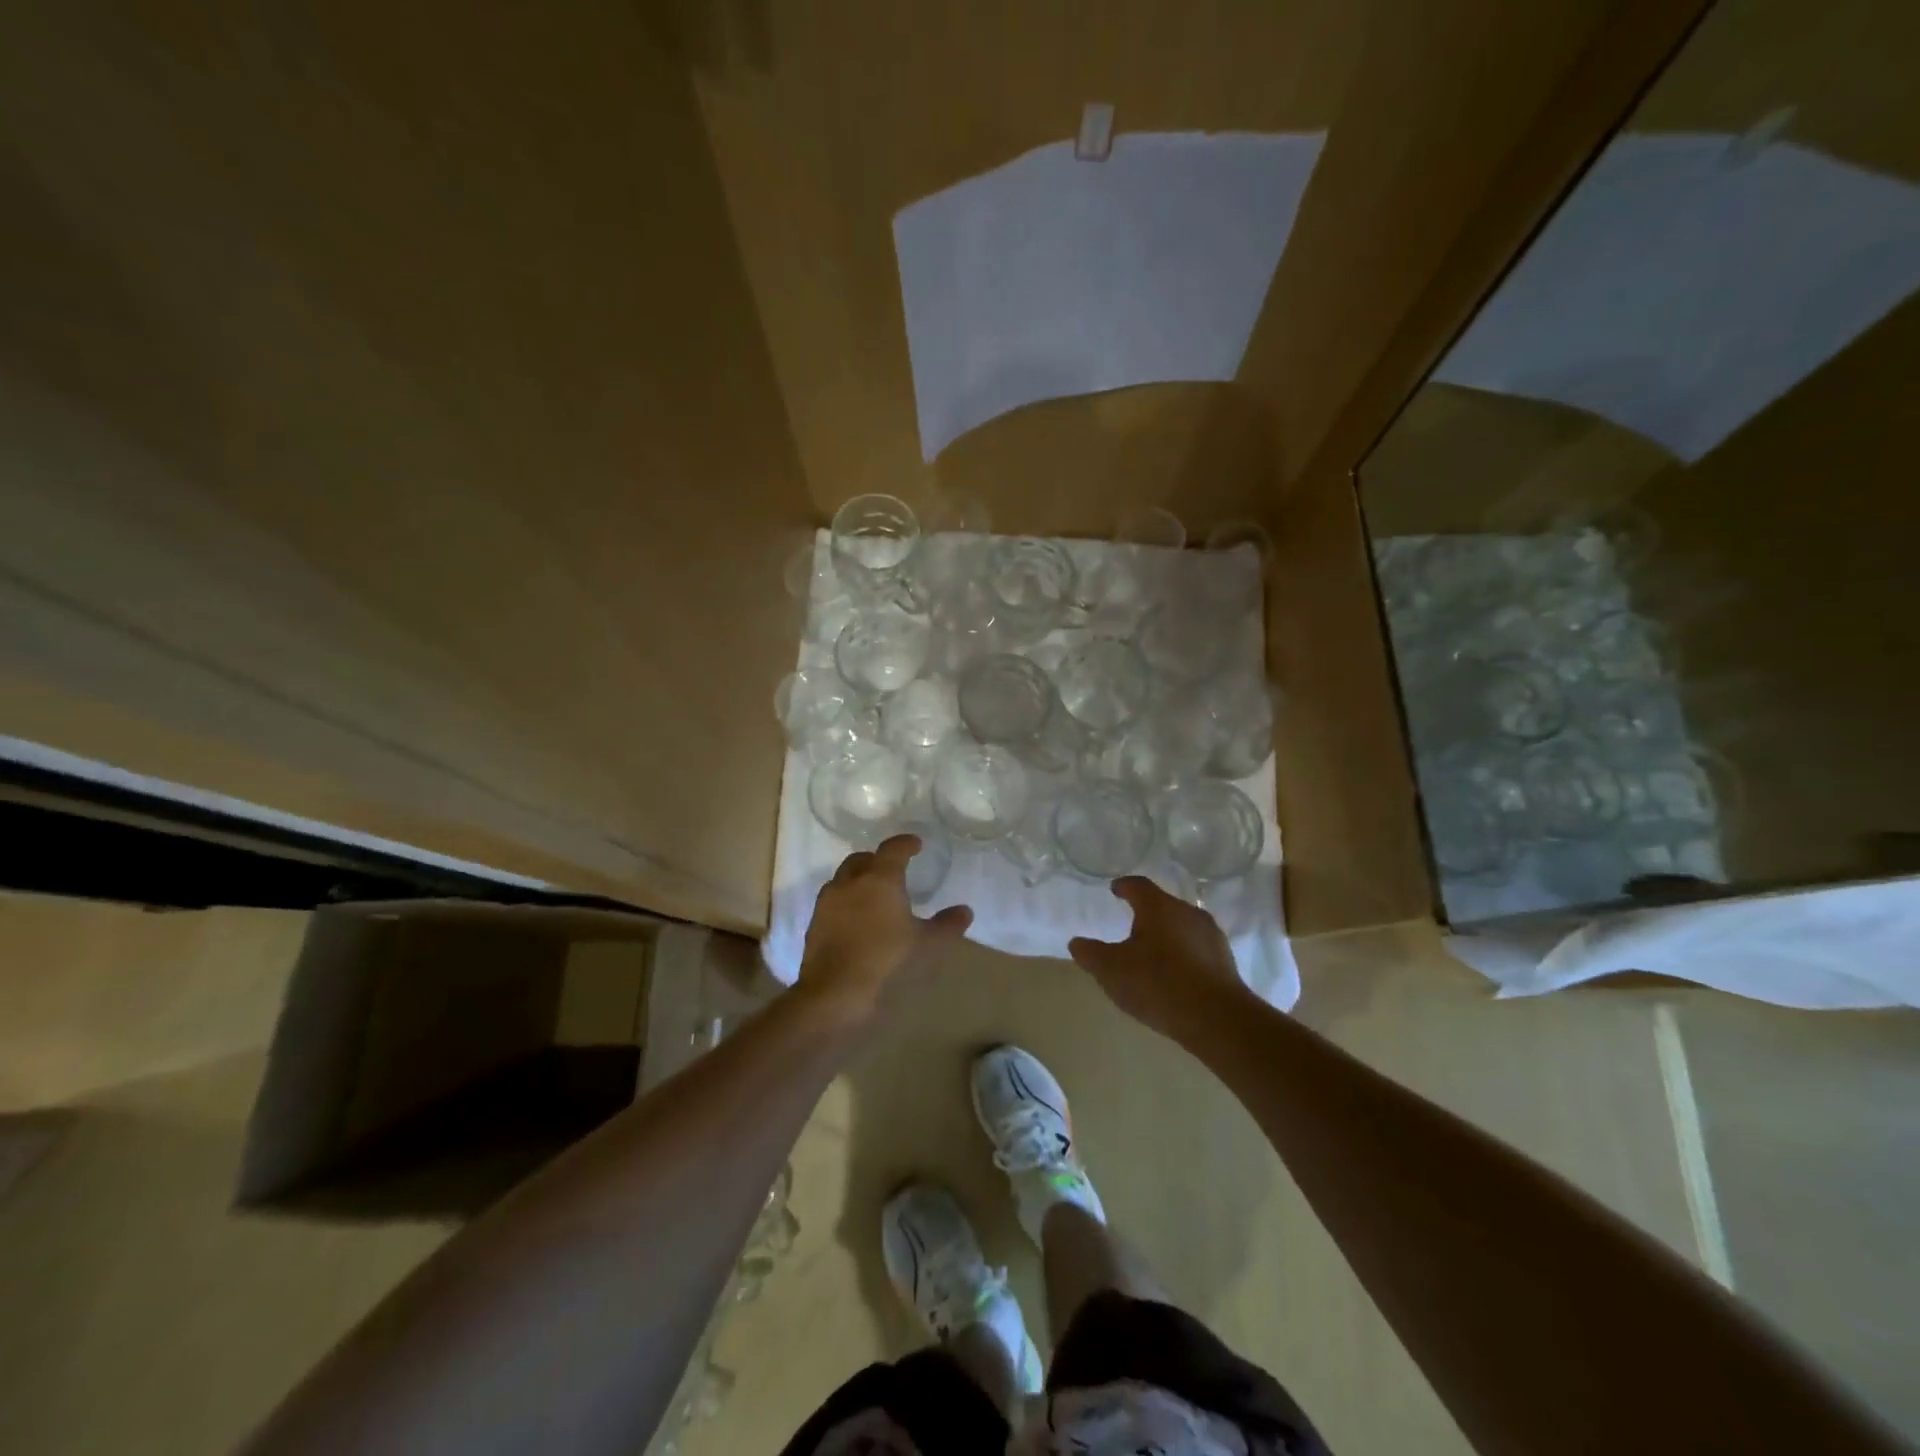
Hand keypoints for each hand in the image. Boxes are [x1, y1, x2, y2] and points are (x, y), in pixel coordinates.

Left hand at [798, 835, 972, 1020]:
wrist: (835, 991)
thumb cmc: (886, 960)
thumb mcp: (926, 944)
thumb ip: (946, 925)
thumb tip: (965, 911)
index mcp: (879, 878)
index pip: (893, 849)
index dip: (906, 843)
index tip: (916, 844)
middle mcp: (850, 881)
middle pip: (862, 859)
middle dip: (878, 859)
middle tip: (893, 870)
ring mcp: (828, 901)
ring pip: (844, 878)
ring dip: (858, 879)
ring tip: (873, 895)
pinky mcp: (815, 922)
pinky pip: (833, 901)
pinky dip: (846, 901)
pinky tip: (856, 919)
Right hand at [1068, 877, 1256, 1044]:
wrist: (1216, 1018)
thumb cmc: (1157, 983)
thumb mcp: (1111, 970)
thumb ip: (1090, 953)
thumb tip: (1077, 942)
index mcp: (1158, 906)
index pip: (1138, 886)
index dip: (1124, 886)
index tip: (1115, 890)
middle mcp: (1187, 912)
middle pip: (1162, 905)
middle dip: (1146, 915)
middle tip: (1130, 930)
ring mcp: (1210, 936)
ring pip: (1181, 927)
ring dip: (1166, 936)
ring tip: (1152, 956)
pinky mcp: (1225, 961)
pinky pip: (1196, 949)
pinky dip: (1183, 956)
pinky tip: (1175, 976)